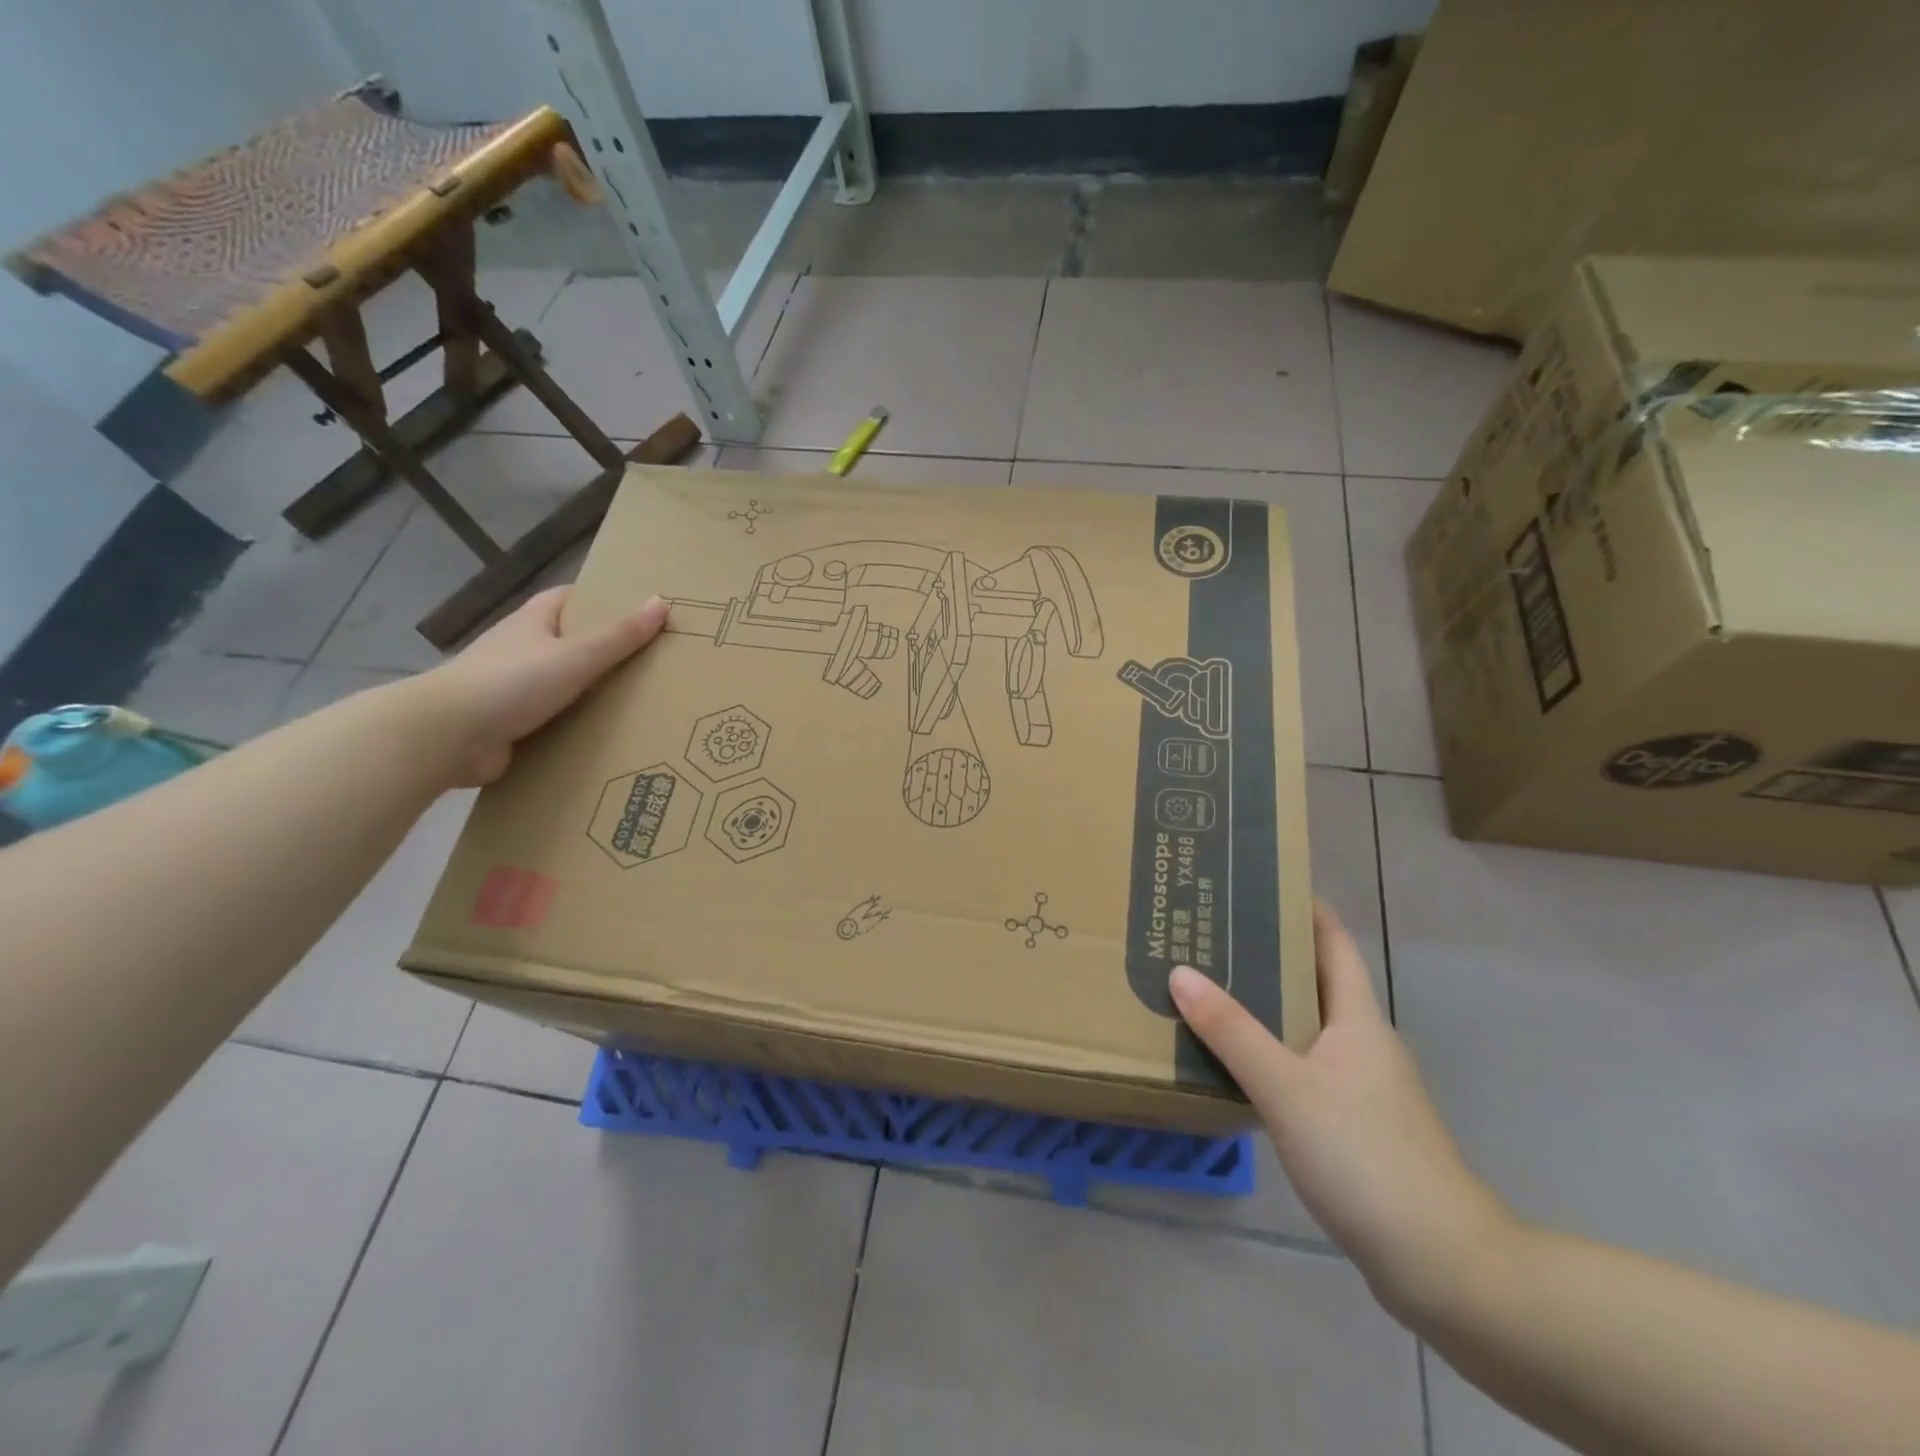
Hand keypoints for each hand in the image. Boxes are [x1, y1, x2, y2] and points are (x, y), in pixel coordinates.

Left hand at [407, 587, 669, 785]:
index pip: (568, 599)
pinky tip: (604, 734)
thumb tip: (661, 601)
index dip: (601, 600)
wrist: (447, 736)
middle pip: (568, 641)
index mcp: (532, 622)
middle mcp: (520, 649)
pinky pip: (551, 718)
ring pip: (560, 682)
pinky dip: (574, 723)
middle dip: (603, 649)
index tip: (637, 610)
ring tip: (638, 699)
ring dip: (590, 691)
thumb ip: (620, 636)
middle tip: (650, 659)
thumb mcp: (576, 656)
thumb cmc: (512, 682)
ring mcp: (511, 688)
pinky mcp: (509, 723)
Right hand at [1169, 900, 1515, 1319]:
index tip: (1257, 880)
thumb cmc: (1365, 1156)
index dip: (1303, 907)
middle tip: (1210, 932)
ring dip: (1265, 1003)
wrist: (1443, 1263)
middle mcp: (1364, 1042)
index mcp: (1358, 1019)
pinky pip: (1304, 1065)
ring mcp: (1363, 1085)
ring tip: (1210, 986)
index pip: (1334, 942)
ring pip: (1307, 1025)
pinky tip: (1235, 1061)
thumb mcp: (1287, 1087)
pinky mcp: (1355, 1124)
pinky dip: (1270, 1050)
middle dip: (1268, 953)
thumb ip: (1232, 1031)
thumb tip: (1181, 972)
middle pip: (1316, 980)